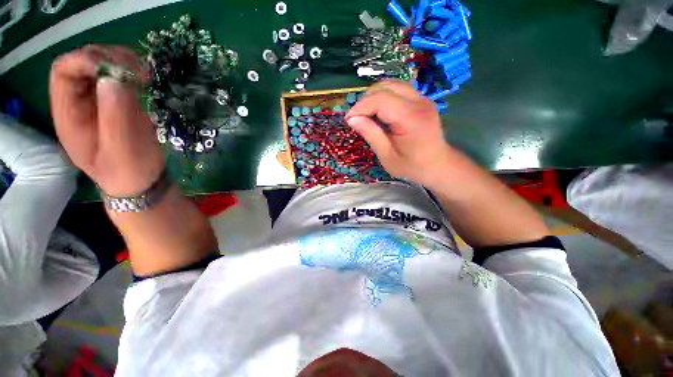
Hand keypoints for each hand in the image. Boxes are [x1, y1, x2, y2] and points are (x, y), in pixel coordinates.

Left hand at [49, 45, 163, 196]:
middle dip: (108, 58)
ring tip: (145, 76)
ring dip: (122, 62)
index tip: (118, 70)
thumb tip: (114, 78)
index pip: (63, 71)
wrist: (140, 181)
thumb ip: (116, 117)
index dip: (85, 61)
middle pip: (82, 63)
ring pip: (101, 65)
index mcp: (69, 115)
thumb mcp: (122, 150)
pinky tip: (146, 80)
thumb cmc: (129, 172)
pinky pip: (118, 76)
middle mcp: (78, 102)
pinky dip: (132, 71)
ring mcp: (98, 101)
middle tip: (138, 72)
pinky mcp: (117, 102)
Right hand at [345, 81, 452, 186]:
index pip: (380, 99)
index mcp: (411, 118)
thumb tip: (352, 119)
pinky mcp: (421, 100)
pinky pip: (398, 90)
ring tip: (366, 114)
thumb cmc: (412, 166)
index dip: (360, 107)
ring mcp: (422, 98)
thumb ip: (371, 134)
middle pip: (385, 87)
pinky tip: (379, 112)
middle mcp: (419, 102)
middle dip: (365, 100)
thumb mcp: (387, 156)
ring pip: (391, 85)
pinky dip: (383, 97)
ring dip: (374, 97)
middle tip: (357, 118)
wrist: (438, 165)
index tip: (349, 120)